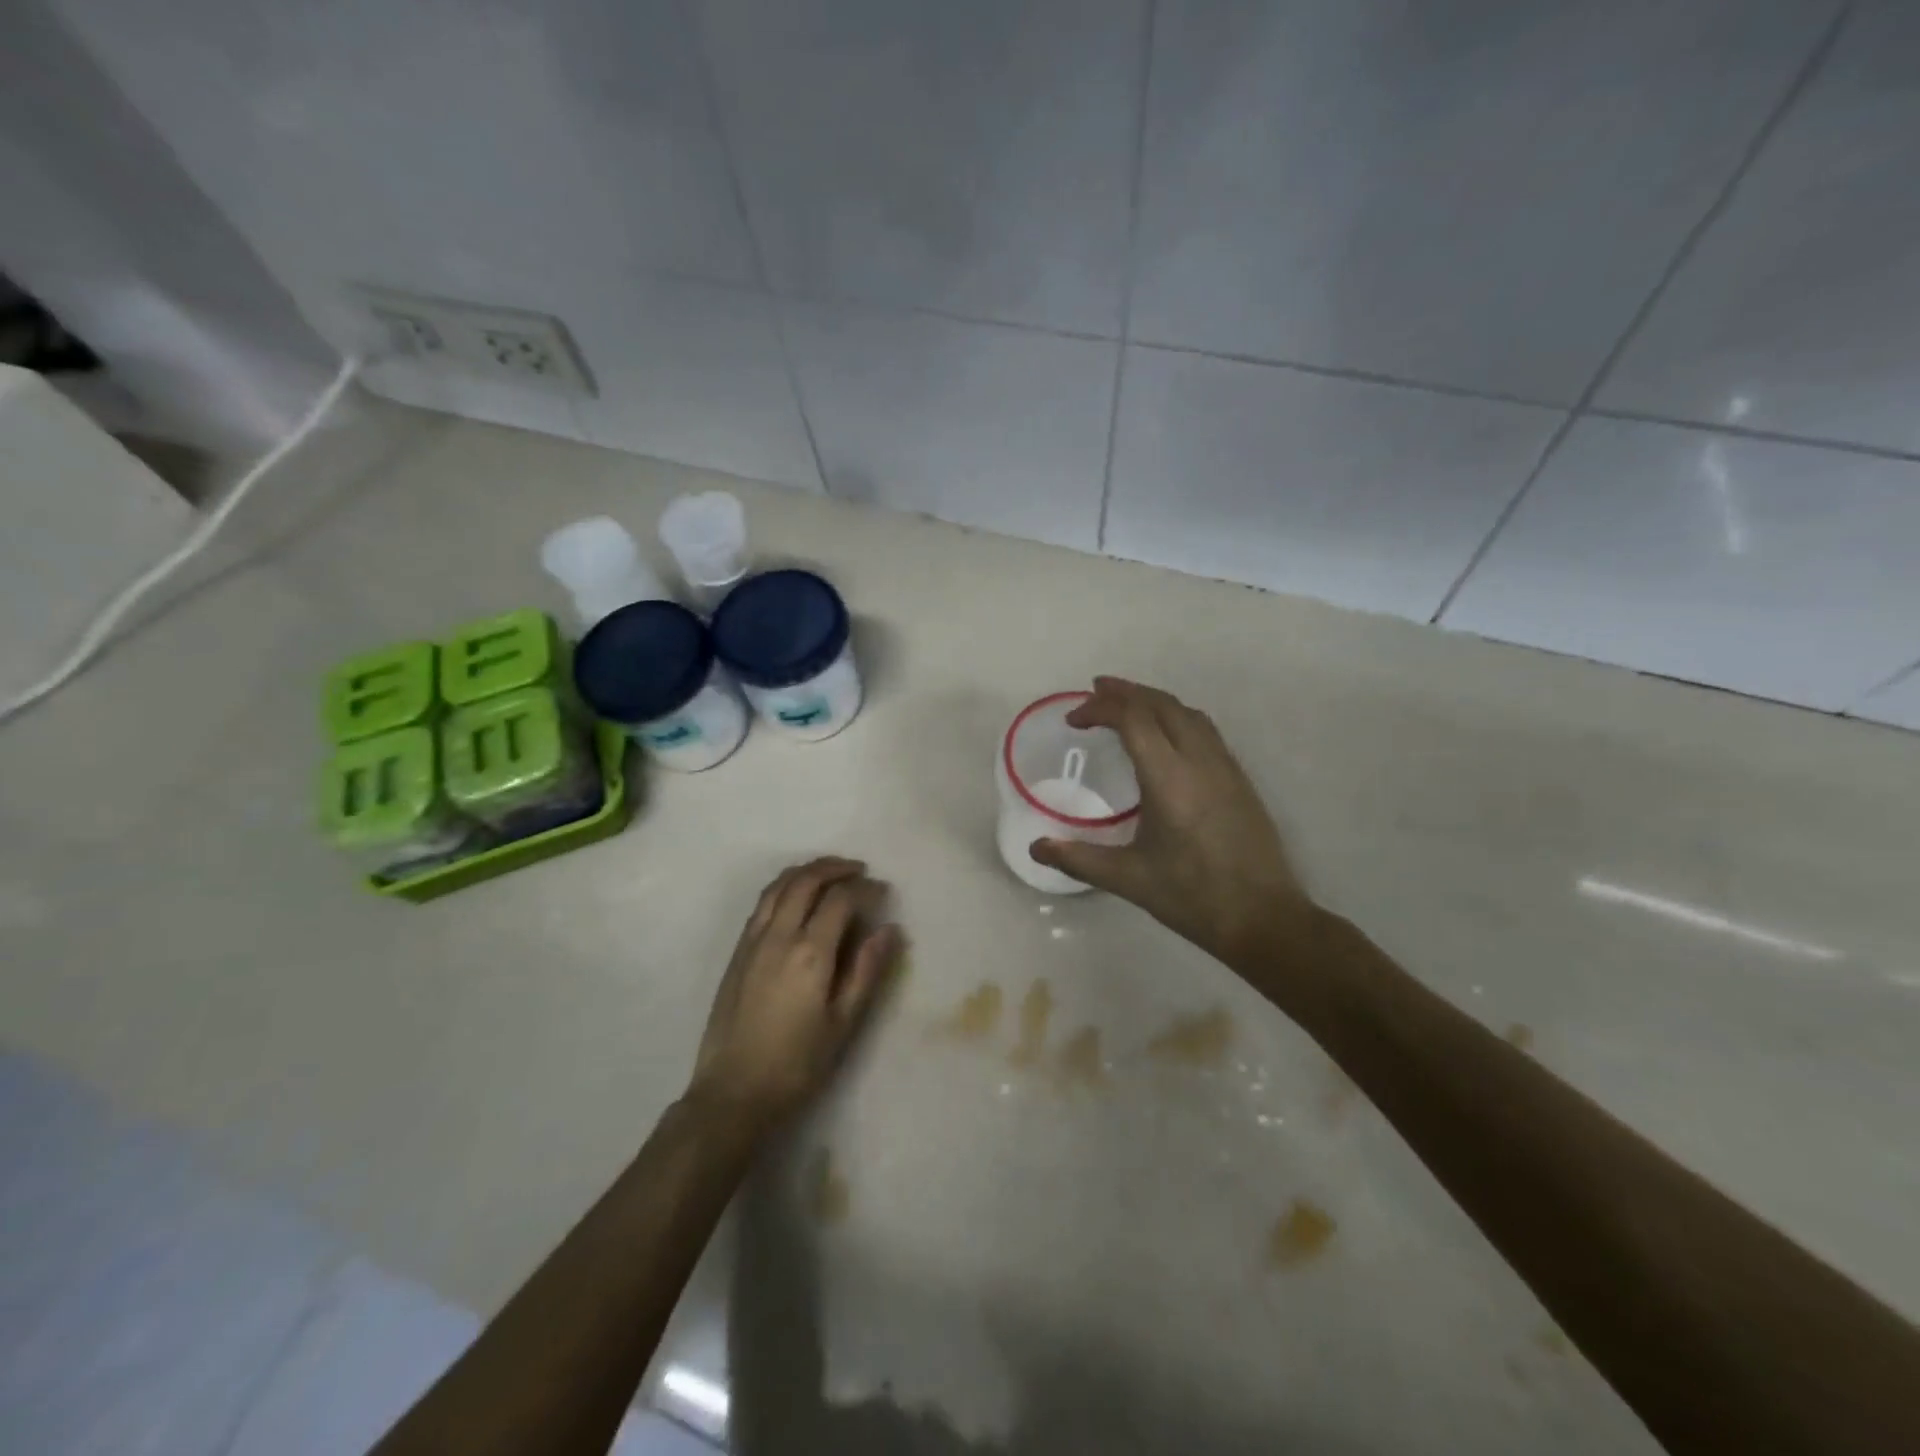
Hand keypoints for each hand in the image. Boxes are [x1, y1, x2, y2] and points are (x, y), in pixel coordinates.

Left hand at [688, 857, 902, 1132]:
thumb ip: (867, 971)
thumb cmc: (797, 1065)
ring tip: (829, 873)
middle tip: (859, 871)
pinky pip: (762, 903)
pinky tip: (796, 898)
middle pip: (806, 881)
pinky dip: (784, 887)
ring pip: (779, 886)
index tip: (883, 891)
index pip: (840, 899)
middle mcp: (779, 936)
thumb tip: (890, 929)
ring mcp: (753, 941)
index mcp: (810, 953)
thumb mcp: (843, 1023)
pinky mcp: (737, 953)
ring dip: (807, 871)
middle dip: (835, 868)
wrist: (733, 1093)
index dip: (865, 888)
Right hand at [1031, 677, 1311, 971]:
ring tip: (1127, 704)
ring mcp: (1225, 768)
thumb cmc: (1192, 897)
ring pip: (1188, 713)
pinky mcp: (1240, 780)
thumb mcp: (1129, 879)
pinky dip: (1177, 717)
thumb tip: (1036, 847)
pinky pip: (1205, 730)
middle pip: (1162, 704)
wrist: (1263, 918)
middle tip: (1094, 692)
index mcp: (1169, 779)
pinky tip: (1166, 736)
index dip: (1100, 708)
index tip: (1074, 721)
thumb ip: (1078, 859)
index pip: (1134, 719)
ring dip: (1154, 700)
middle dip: (1125, 692)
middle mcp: (1200, 762)